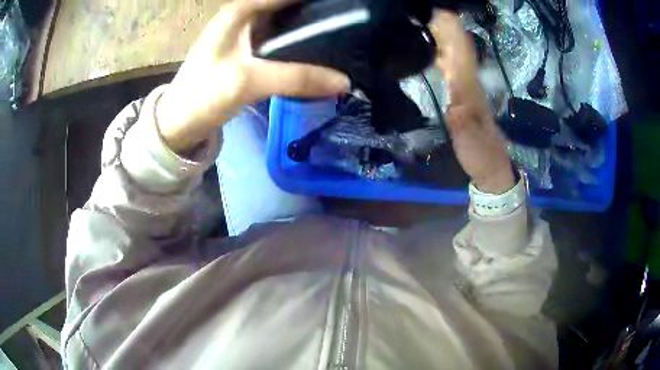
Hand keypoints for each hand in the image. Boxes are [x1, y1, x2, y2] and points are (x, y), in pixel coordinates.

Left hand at [156, 0, 349, 152]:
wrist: (178, 122)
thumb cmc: (203, 94)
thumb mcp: (249, 81)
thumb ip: (298, 78)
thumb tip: (344, 82)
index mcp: (241, 10)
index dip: (315, 1)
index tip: (345, 8)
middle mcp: (245, 15)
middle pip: (289, 7)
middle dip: (317, 13)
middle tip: (348, 26)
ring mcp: (247, 33)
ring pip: (287, 23)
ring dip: (311, 29)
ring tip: (342, 37)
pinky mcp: (248, 51)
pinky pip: (281, 40)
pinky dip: (299, 45)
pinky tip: (318, 53)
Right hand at [430, 11, 513, 193]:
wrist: (491, 167)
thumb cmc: (481, 155)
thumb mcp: (472, 144)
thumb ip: (463, 124)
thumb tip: (453, 104)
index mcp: (471, 91)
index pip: (463, 55)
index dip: (453, 34)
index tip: (440, 14)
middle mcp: (469, 83)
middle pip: (458, 49)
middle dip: (443, 28)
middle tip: (425, 11)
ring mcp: (465, 88)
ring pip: (454, 56)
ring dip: (441, 37)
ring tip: (423, 21)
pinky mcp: (461, 95)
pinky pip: (449, 67)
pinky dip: (440, 54)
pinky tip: (428, 48)